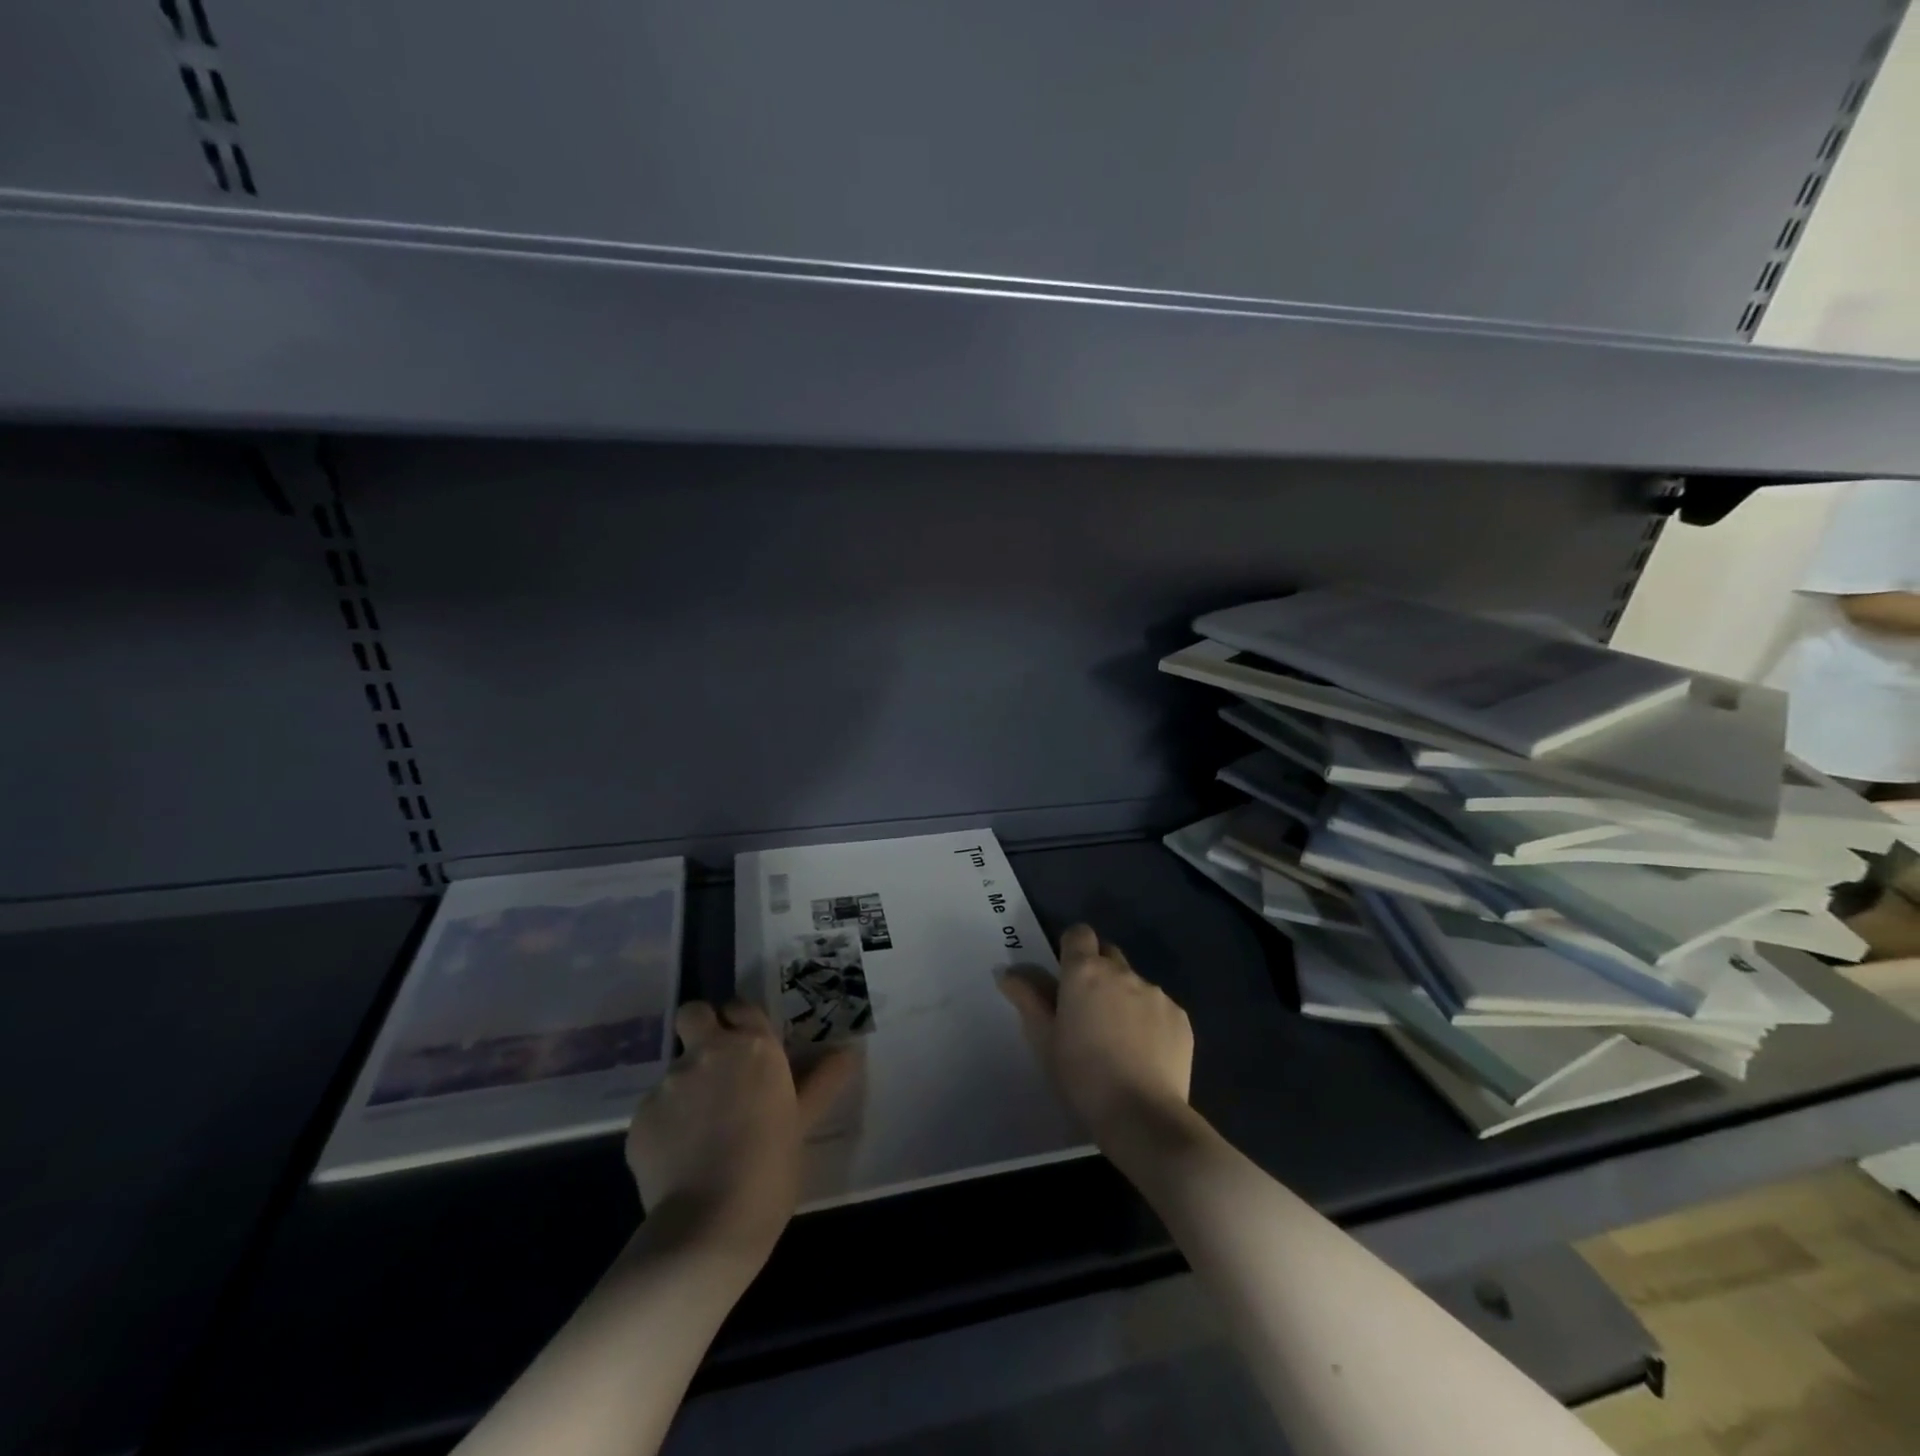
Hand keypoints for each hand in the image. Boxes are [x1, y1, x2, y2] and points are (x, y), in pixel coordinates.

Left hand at [626, 1001, 854, 1265]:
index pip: (740, 1006)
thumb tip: (849, 1052)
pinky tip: (680, 1157)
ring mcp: (670, 1082)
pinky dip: (666, 1124)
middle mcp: (709, 1051)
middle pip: (694, 1014)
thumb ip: (823, 1081)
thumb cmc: (771, 1168)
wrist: (710, 1225)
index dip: (740, 1021)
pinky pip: (655, 1109)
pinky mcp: (640, 1117)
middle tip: (715, 1065)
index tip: (747, 1045)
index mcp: (754, 1047)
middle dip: (700, 1028)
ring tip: (702, 1130)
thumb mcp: (803, 1122)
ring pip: (675, 1067)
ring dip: (687, 1085)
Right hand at [997, 924, 1194, 1145]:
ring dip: (1124, 998)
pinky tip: (1144, 1054)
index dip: (1072, 949)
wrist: (1143, 1116)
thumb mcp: (1044, 1041)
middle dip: (1098, 971)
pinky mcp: (1180, 1017)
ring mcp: (1156, 993)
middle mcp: (1122, 972)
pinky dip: (1149, 1020)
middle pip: (1108, 954)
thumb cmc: (1082, 1076)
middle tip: (1088, 1010)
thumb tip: (1006, 973)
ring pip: (1135, 982)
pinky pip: (1159, 1007)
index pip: (1079, 933)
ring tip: (1119, 1040)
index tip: (1066, 976)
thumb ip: (1027, 999)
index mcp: (1085, 972)